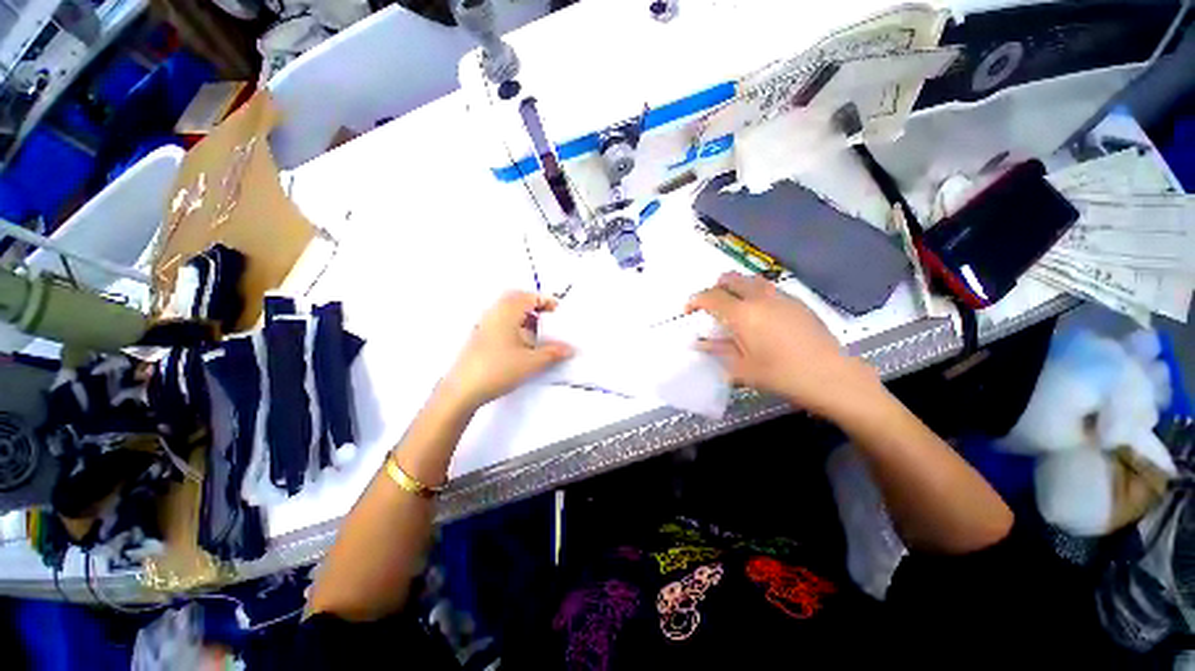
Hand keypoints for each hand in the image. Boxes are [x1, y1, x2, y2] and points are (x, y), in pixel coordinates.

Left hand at [440, 291, 573, 410]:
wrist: (463, 390)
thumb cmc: (498, 369)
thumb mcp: (531, 362)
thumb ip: (553, 353)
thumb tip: (569, 349)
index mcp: (506, 312)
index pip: (529, 297)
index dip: (546, 301)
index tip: (559, 311)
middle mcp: (494, 313)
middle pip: (516, 300)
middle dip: (535, 306)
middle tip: (549, 318)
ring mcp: (484, 325)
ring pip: (507, 312)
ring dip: (524, 317)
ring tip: (538, 332)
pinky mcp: (479, 337)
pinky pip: (501, 322)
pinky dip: (515, 326)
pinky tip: (522, 344)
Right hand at [687, 272, 879, 417]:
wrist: (830, 376)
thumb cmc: (780, 375)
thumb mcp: (741, 368)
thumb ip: (717, 350)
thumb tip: (697, 343)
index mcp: (742, 314)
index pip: (710, 297)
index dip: (695, 301)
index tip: (688, 311)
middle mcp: (759, 298)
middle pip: (730, 279)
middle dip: (715, 288)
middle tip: (711, 307)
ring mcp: (780, 296)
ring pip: (751, 279)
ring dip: (736, 287)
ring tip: (735, 307)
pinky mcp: (797, 301)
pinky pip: (769, 288)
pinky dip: (755, 293)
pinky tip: (761, 314)